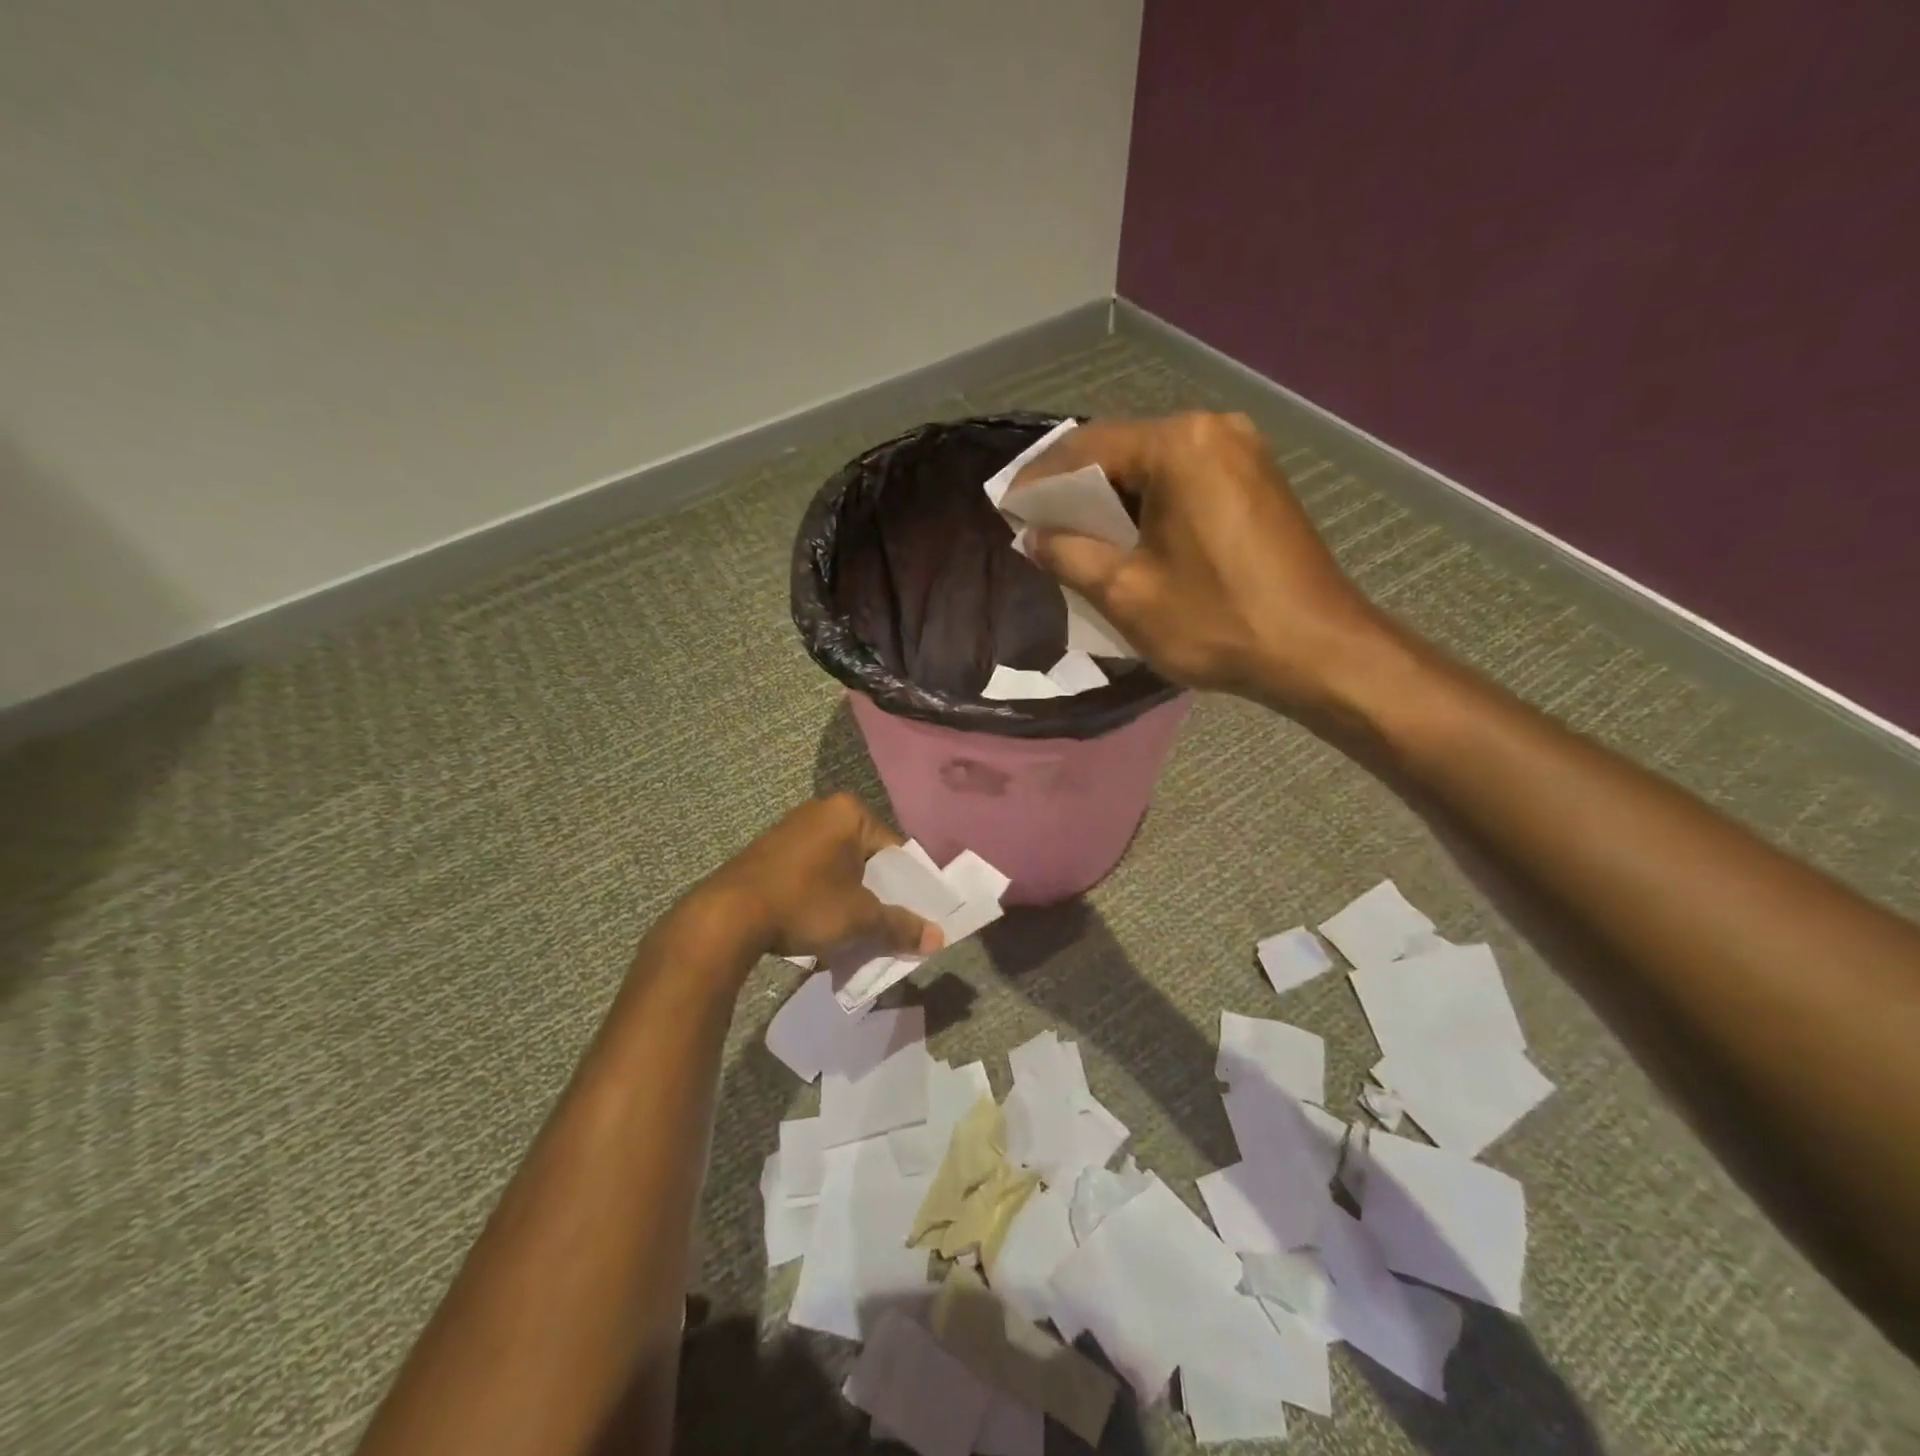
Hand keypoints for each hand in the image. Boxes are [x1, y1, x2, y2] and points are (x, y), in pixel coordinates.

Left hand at [699, 794, 944, 962]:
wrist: (727, 916)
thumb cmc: (805, 904)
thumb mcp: (860, 918)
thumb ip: (900, 926)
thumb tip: (938, 939)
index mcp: (849, 812)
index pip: (895, 851)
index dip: (907, 887)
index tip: (910, 918)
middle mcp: (821, 810)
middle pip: (866, 859)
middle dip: (875, 895)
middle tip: (883, 930)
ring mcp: (792, 829)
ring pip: (838, 869)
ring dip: (848, 900)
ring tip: (852, 934)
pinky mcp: (769, 851)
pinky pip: (811, 873)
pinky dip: (821, 897)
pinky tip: (818, 927)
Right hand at [1013, 412, 1393, 713]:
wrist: (1318, 652)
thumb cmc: (1216, 621)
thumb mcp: (1127, 593)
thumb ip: (1069, 556)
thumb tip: (1033, 537)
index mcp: (1178, 446)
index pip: (1086, 448)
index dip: (1039, 480)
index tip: (1007, 508)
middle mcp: (1213, 430)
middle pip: (1122, 450)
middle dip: (1075, 488)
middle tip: (1035, 522)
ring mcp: (1242, 453)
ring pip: (1153, 467)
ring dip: (1111, 498)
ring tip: (1073, 534)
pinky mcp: (1257, 481)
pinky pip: (1184, 482)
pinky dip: (1147, 505)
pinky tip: (1126, 536)